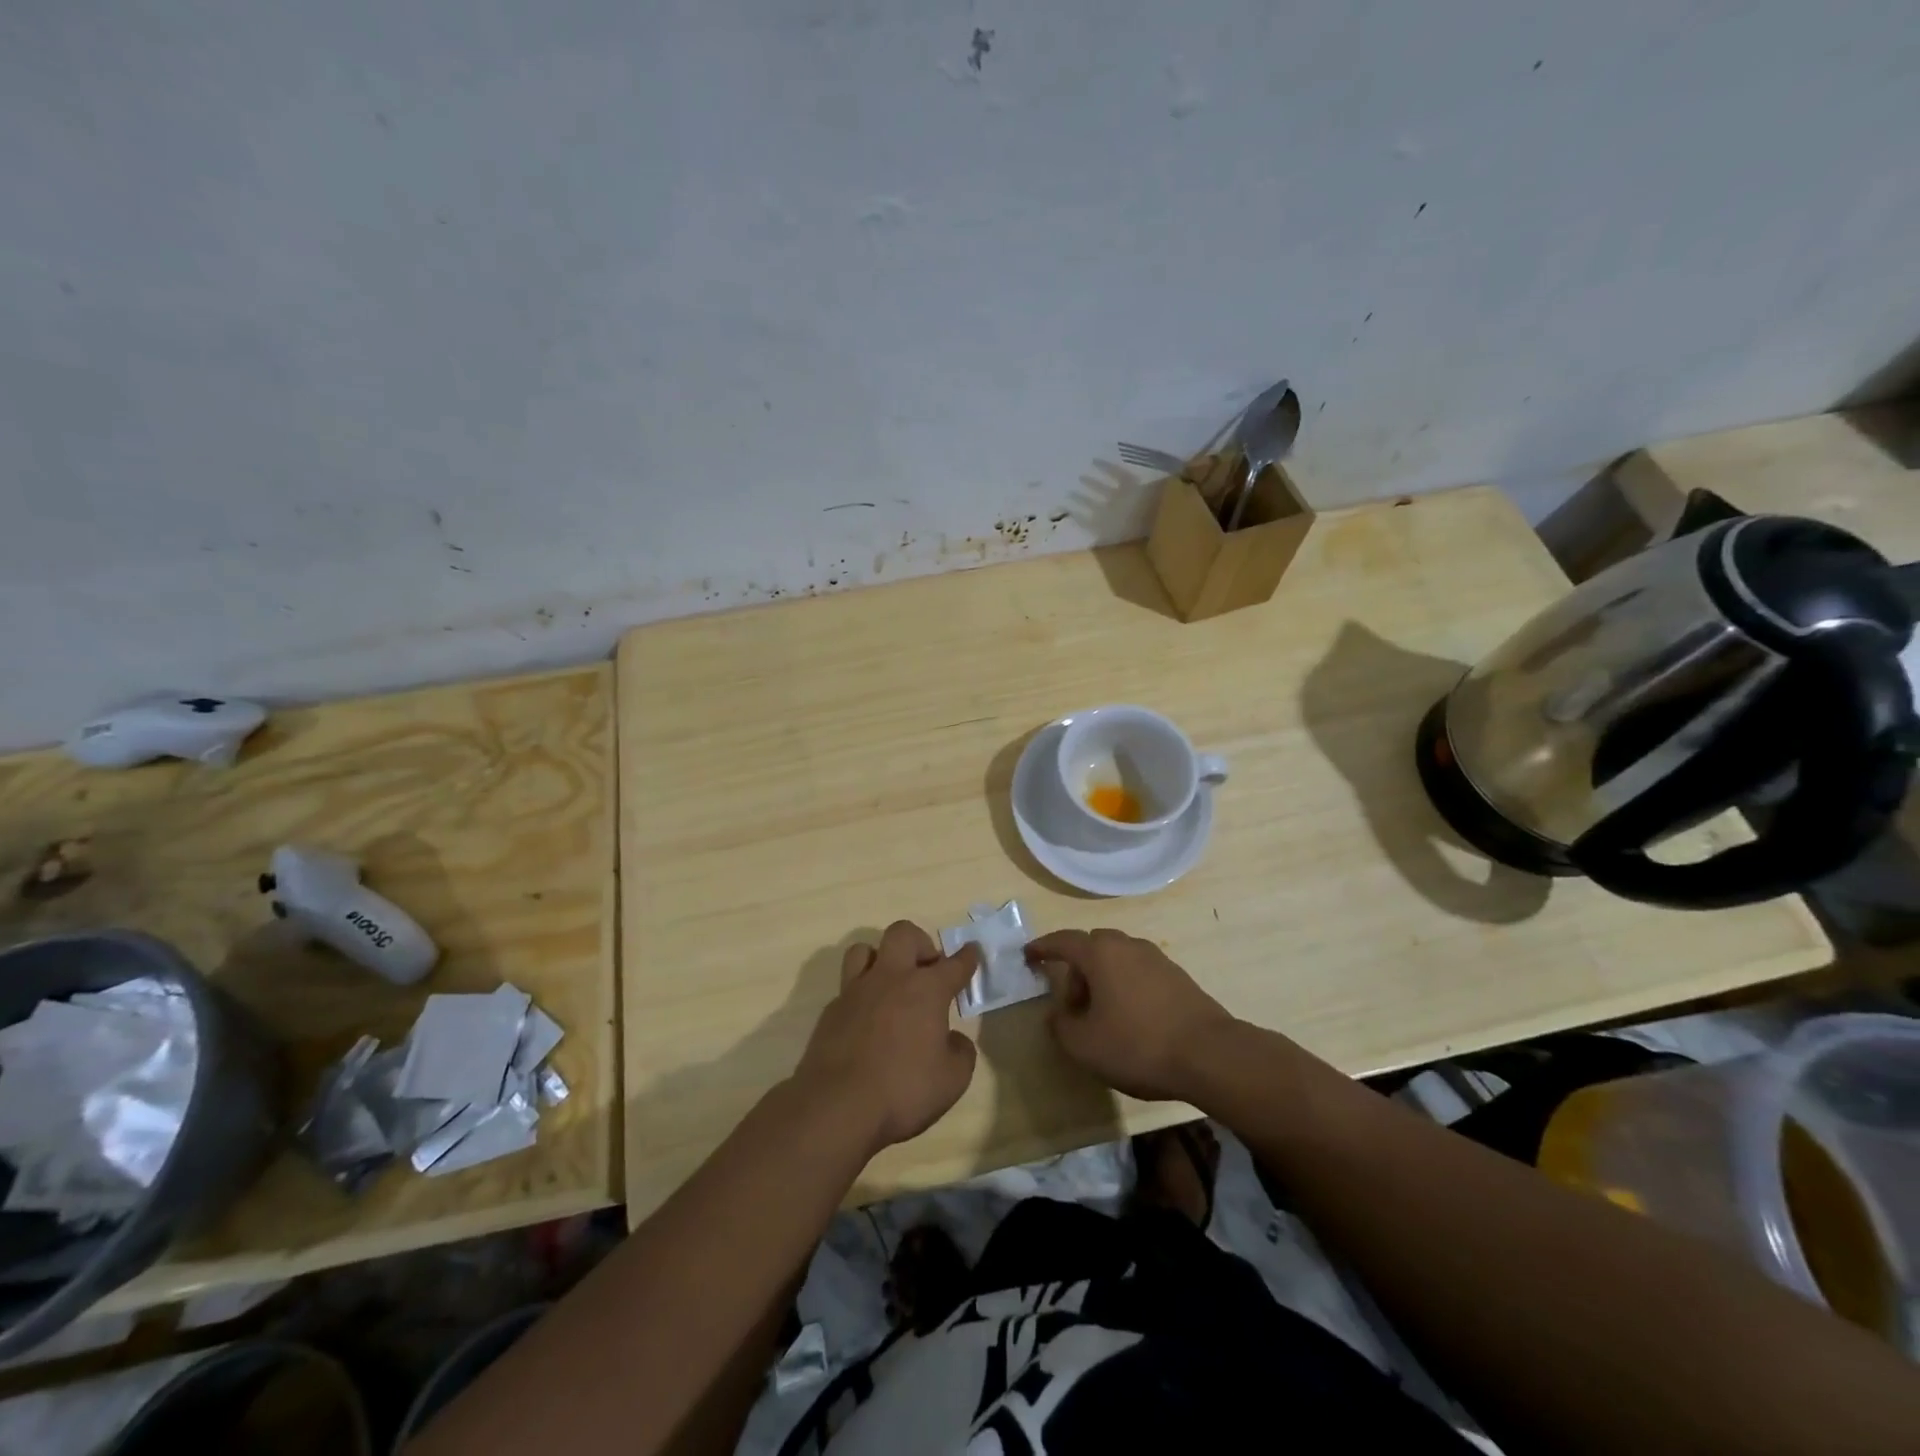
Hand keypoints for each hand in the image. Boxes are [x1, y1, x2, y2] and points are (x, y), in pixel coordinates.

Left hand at [792, 921, 980, 1154]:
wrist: (837, 1106)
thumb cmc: (903, 1090)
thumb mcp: (952, 1080)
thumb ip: (960, 1052)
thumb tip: (952, 1040)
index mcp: (926, 989)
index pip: (954, 964)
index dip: (967, 957)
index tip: (972, 952)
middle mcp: (891, 978)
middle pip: (903, 933)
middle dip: (920, 943)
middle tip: (927, 971)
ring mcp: (856, 991)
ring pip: (864, 949)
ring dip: (881, 959)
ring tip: (890, 984)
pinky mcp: (831, 1010)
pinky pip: (848, 987)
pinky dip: (861, 996)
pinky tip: (867, 1020)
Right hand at [1025, 928, 1234, 1101]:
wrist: (1210, 1055)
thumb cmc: (1138, 1044)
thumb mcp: (1084, 1045)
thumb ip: (1061, 1026)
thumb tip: (1058, 1014)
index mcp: (1100, 953)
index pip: (1063, 940)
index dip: (1042, 947)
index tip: (1028, 954)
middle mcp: (1128, 945)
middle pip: (1092, 946)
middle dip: (1077, 969)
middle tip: (1071, 1002)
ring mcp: (1157, 959)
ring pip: (1118, 958)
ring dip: (1103, 979)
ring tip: (1102, 1015)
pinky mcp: (1178, 977)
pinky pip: (1140, 972)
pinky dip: (1126, 986)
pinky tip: (1131, 1019)